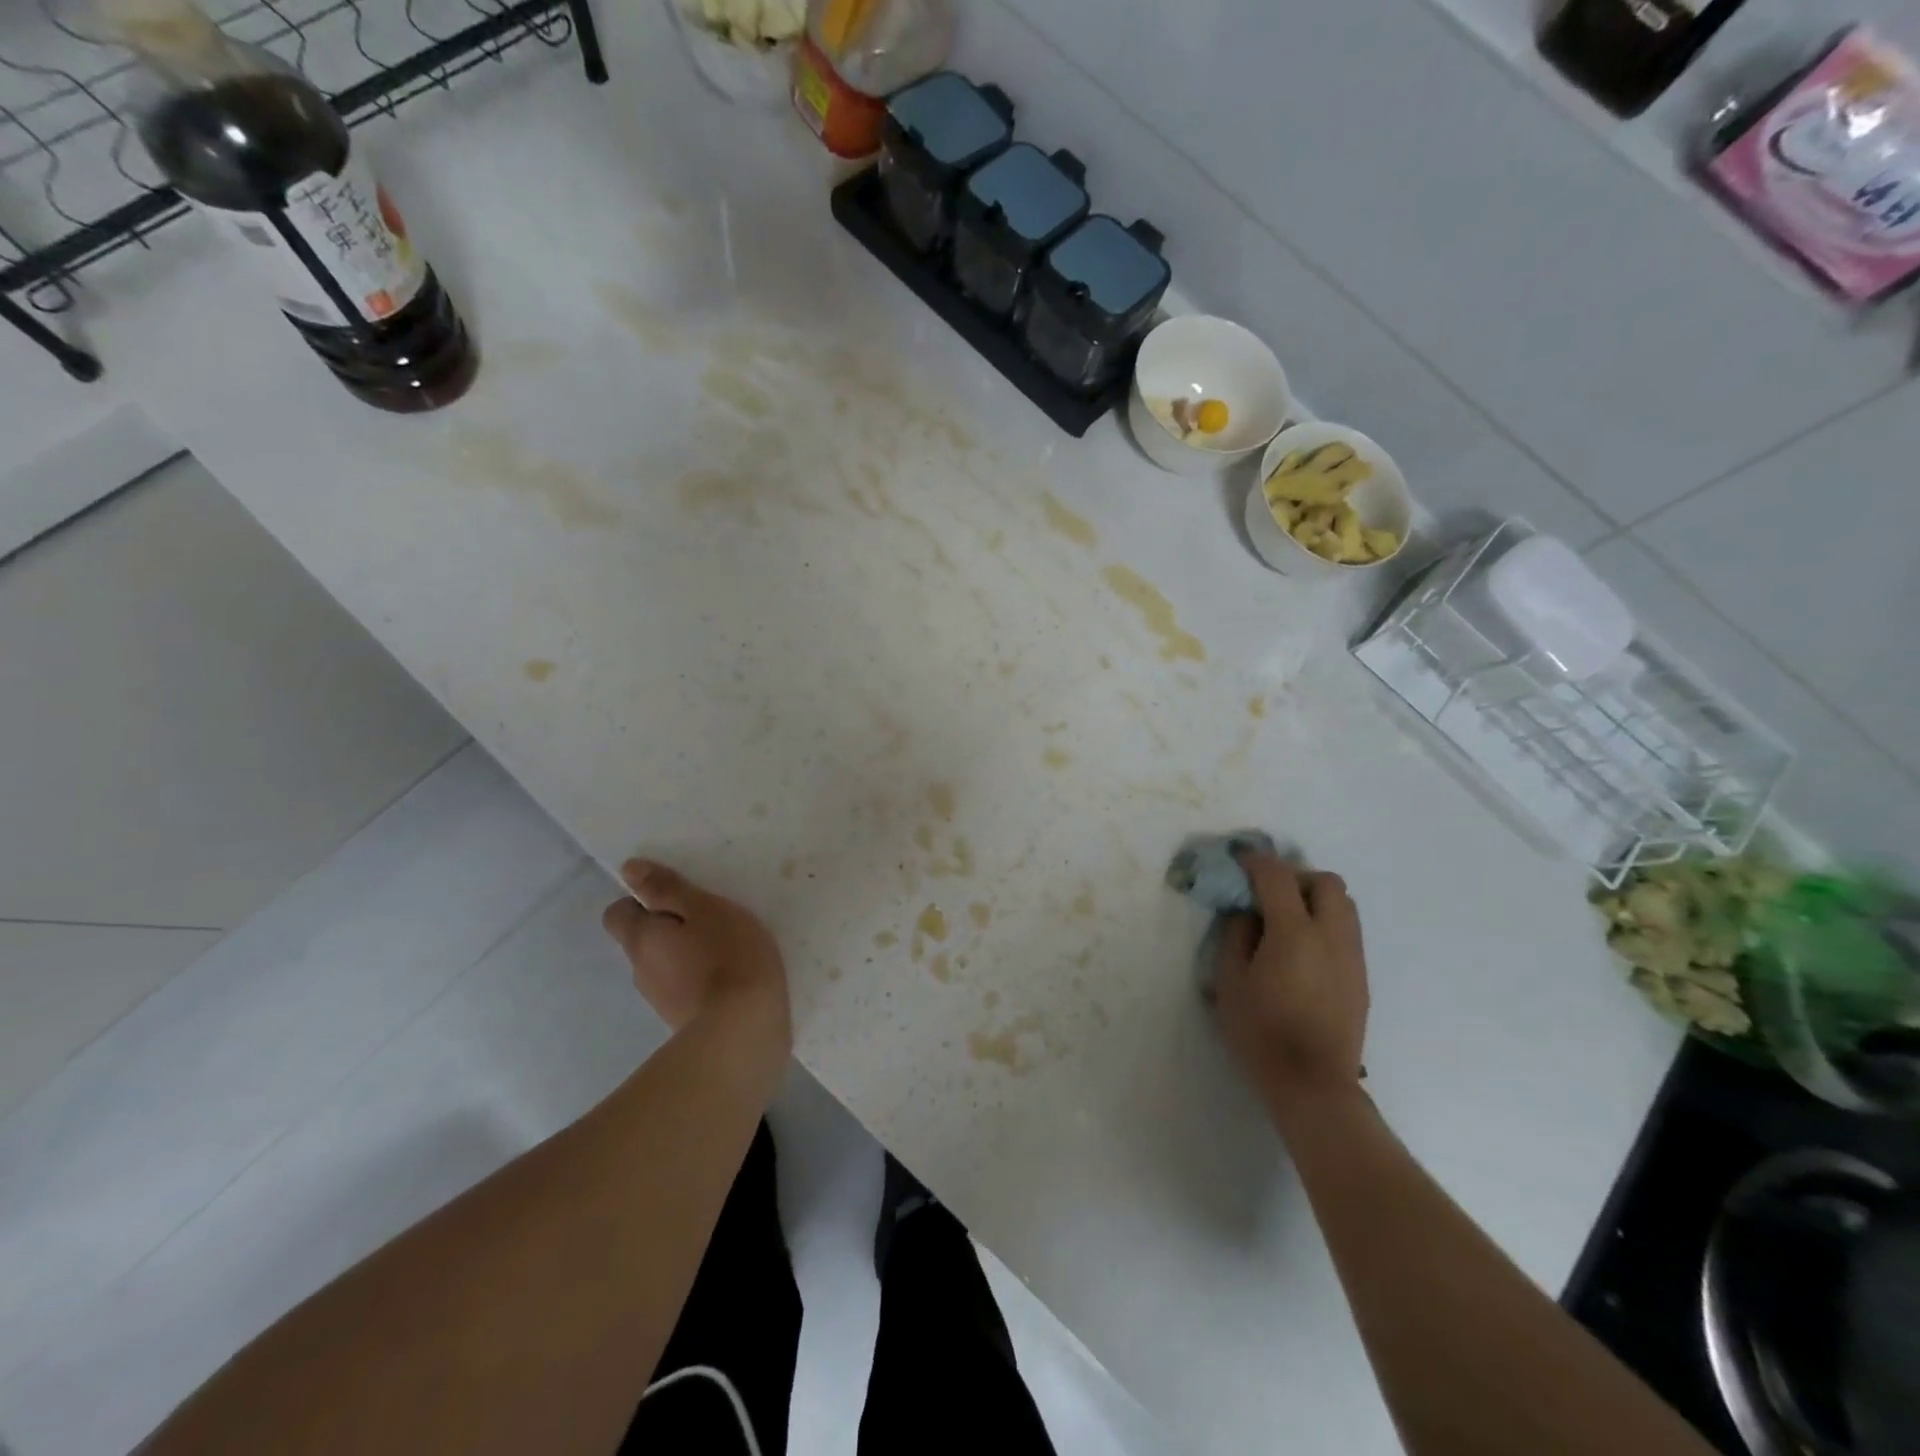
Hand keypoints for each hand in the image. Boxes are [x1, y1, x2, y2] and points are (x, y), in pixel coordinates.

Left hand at [602, 859, 789, 1044]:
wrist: (744, 1031)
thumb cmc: (728, 956)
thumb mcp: (705, 909)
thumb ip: (668, 889)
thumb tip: (629, 870)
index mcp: (641, 939)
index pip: (617, 914)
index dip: (641, 901)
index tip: (675, 897)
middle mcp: (641, 971)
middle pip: (643, 940)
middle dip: (669, 927)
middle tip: (709, 919)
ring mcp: (661, 1001)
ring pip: (665, 965)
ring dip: (686, 954)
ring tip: (726, 948)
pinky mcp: (684, 1022)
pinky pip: (685, 988)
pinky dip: (701, 979)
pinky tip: (731, 977)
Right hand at [1215, 852, 1369, 1116]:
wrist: (1312, 1084)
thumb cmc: (1261, 1032)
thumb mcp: (1230, 981)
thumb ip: (1236, 936)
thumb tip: (1247, 912)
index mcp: (1295, 932)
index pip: (1277, 877)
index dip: (1256, 862)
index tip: (1239, 861)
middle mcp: (1331, 935)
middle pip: (1325, 882)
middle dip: (1296, 877)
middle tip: (1268, 894)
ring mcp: (1352, 956)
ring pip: (1344, 905)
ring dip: (1314, 899)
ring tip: (1286, 920)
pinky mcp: (1361, 977)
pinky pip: (1347, 931)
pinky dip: (1325, 923)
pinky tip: (1301, 950)